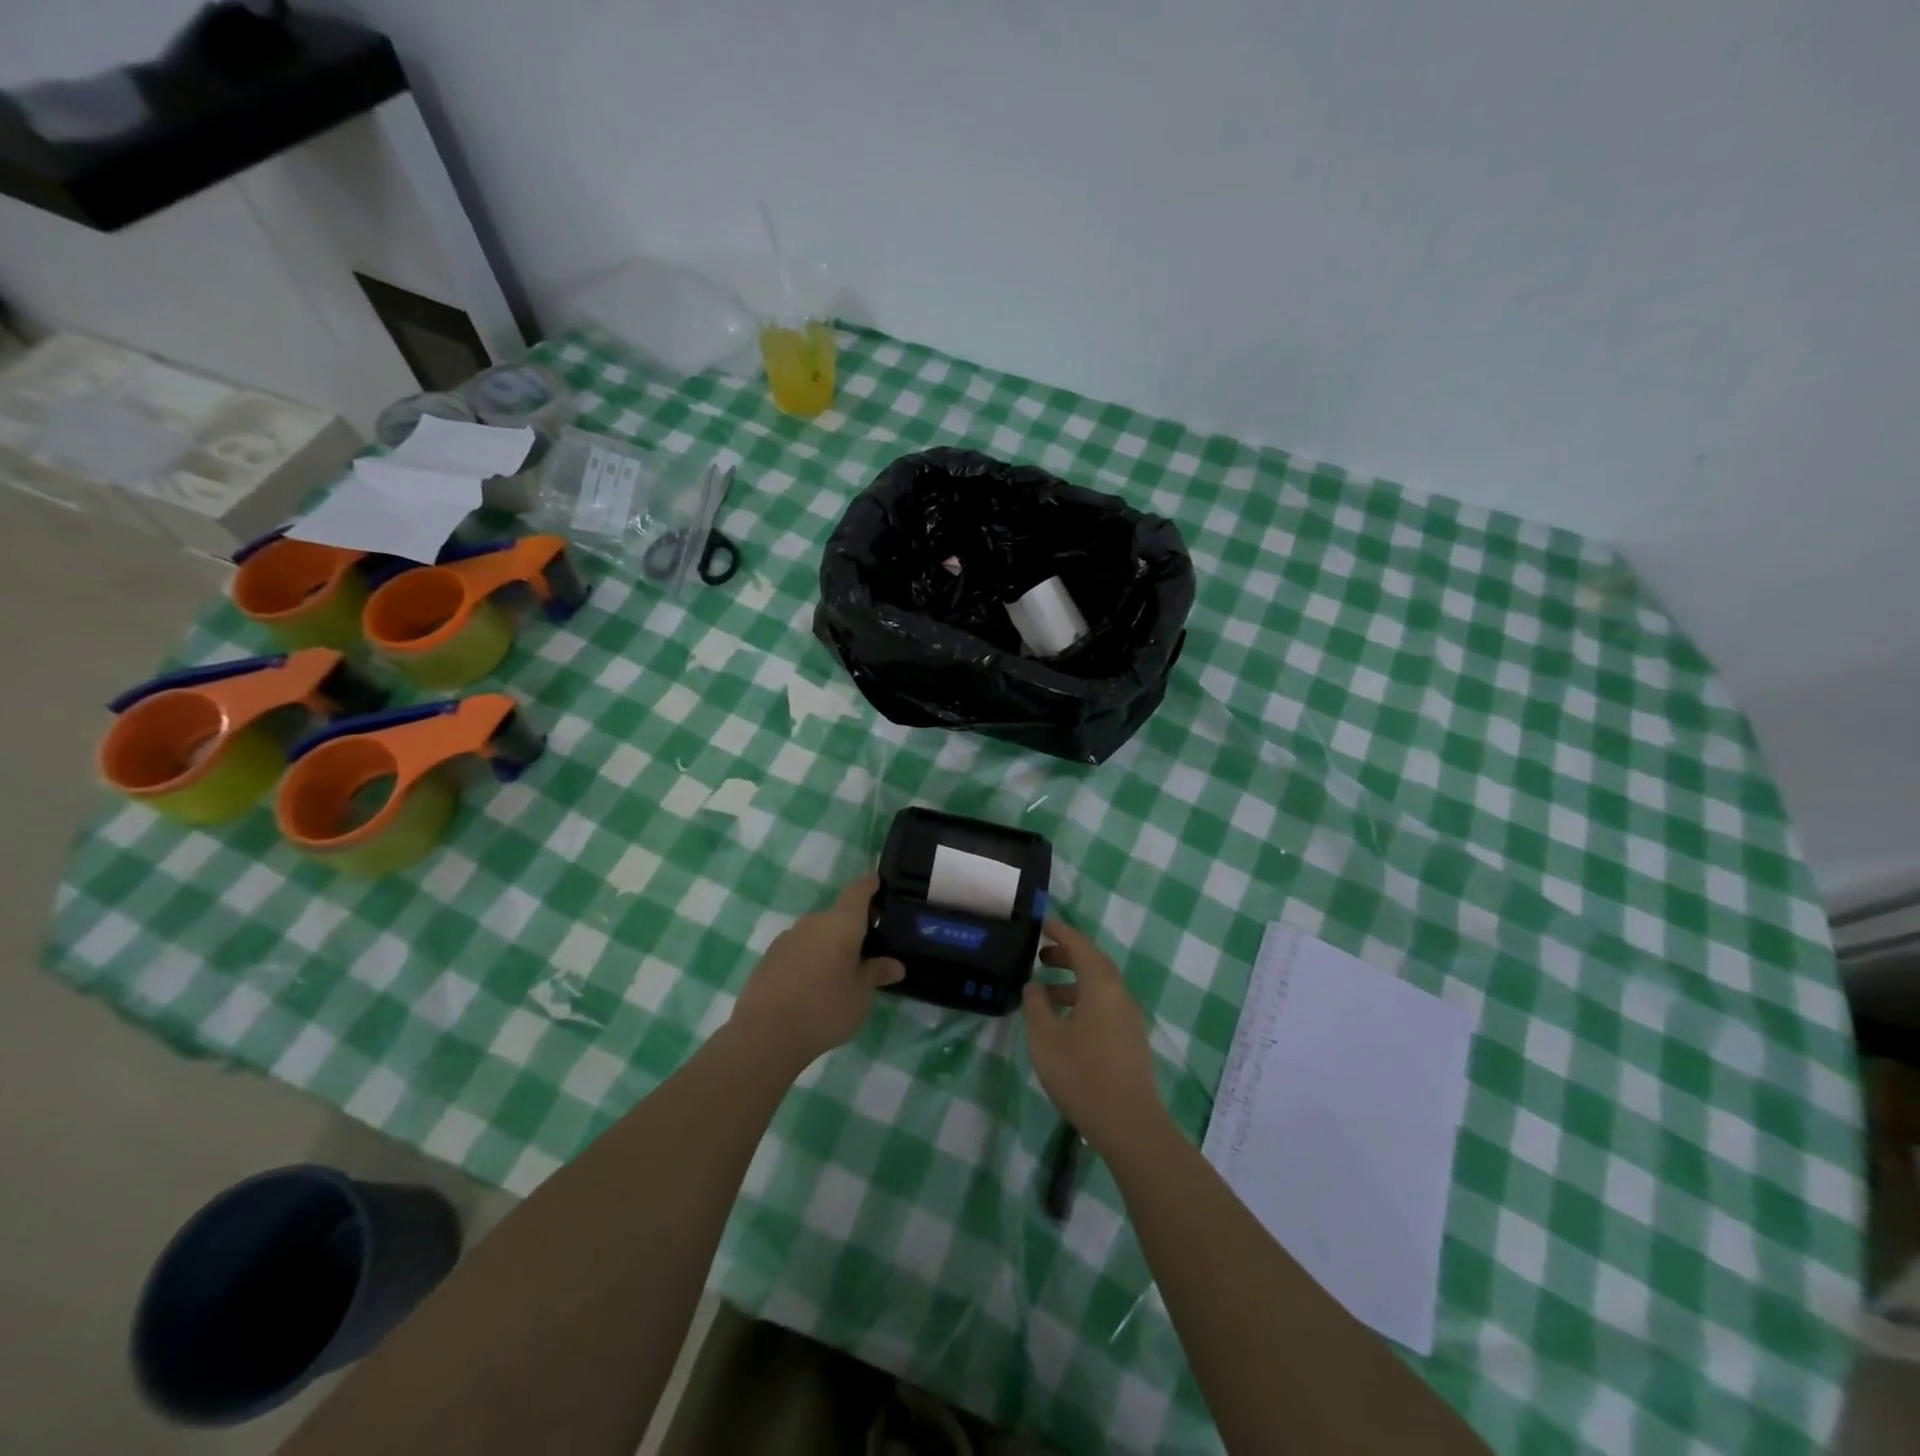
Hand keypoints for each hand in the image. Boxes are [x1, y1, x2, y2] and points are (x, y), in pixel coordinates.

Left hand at [731, 874, 903, 1071]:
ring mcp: (788, 938)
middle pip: (838, 916)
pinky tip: (813, 986)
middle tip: (868, 949)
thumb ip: (876, 974)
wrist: (765, 1034)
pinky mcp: (769, 958)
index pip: (858, 891)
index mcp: (841, 923)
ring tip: (840, 972)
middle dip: (853, 928)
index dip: (870, 885)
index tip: (878, 881)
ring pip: (817, 934)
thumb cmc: (825, 1009)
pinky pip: (799, 950)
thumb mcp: (861, 995)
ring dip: (830, 946)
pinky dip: (810, 960)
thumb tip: (895, 964)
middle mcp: (813, 922)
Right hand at [1022, 915, 1166, 1155]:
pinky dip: (1082, 1002)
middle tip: (1040, 956)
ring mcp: (1129, 1019)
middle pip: (1093, 963)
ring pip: (1099, 987)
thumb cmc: (1082, 1074)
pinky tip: (1064, 1023)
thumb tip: (1034, 984)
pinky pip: (1104, 1007)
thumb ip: (1036, 1005)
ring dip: (1073, 982)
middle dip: (1067, 955)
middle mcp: (1120, 995)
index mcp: (1101, 985)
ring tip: (1044, 993)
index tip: (1041, 923)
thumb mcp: (1045, 1037)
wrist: (1130, 1125)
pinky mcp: (1130, 1041)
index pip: (1080, 945)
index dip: (1060, 931)